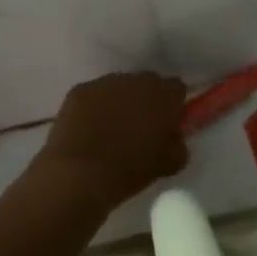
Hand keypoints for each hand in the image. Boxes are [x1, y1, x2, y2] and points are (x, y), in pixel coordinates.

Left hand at [38, 72, 188, 208]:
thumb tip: (174, 139)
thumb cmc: (129, 170)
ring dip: (120, 102)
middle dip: (147, 100)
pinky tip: (89, 129)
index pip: (177, 89)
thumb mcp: (168, 164)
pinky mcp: (80, 90)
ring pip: (120, 87)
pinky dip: (95, 107)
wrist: (78, 174)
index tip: (167, 124)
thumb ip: (178, 146)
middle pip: (148, 83)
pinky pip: (94, 94)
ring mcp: (106, 83)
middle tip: (140, 127)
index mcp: (164, 96)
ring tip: (111, 129)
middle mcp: (137, 81)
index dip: (173, 105)